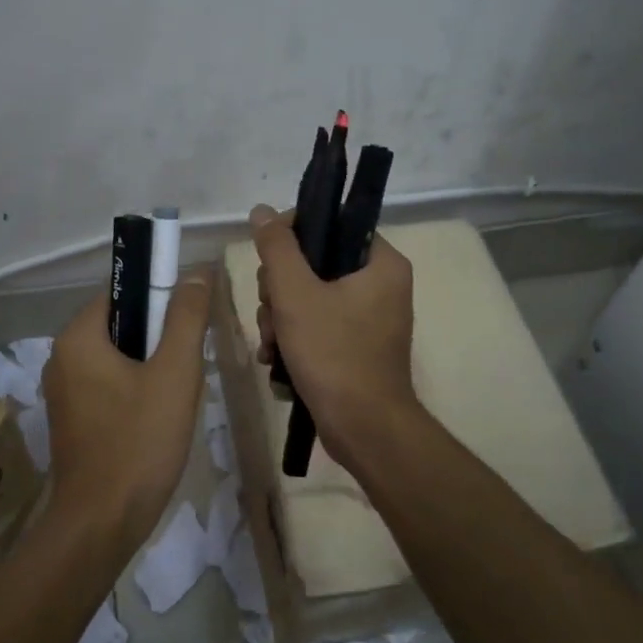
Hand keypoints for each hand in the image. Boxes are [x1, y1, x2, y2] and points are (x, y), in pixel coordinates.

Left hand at [42, 273, 211, 548]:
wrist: (101, 524)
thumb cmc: (139, 442)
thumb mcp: (174, 373)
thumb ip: (185, 318)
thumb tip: (195, 272)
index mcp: (77, 337)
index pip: (122, 292)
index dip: (159, 298)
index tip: (189, 323)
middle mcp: (61, 357)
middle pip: (120, 324)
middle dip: (158, 338)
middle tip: (188, 365)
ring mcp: (63, 391)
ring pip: (117, 357)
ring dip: (150, 366)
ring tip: (177, 393)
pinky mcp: (71, 419)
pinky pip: (108, 385)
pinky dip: (135, 389)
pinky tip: (158, 417)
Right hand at [249, 204, 418, 474]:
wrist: (364, 430)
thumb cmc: (334, 354)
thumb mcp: (296, 294)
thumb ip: (277, 248)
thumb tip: (262, 211)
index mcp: (381, 262)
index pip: (328, 225)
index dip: (289, 239)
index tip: (269, 266)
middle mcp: (380, 284)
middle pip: (313, 263)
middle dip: (280, 291)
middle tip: (272, 315)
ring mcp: (369, 317)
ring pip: (308, 296)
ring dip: (280, 318)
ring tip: (273, 346)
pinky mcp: (356, 345)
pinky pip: (317, 324)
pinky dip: (294, 338)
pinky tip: (277, 360)